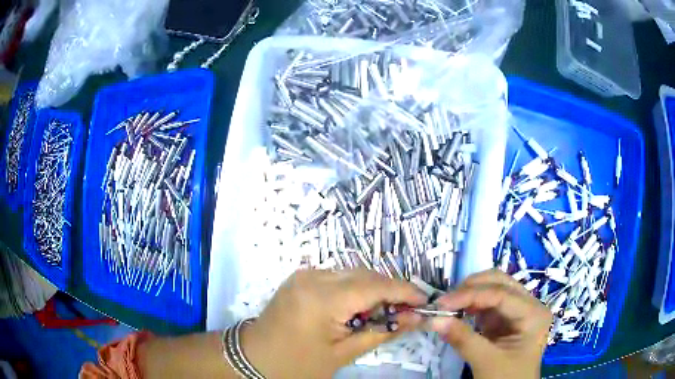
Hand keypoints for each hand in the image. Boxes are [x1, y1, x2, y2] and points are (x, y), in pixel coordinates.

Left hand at [241, 269, 426, 378]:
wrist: (255, 358)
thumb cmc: (297, 364)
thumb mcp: (343, 354)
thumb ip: (381, 332)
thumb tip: (416, 318)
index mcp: (322, 297)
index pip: (376, 286)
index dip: (405, 291)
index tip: (426, 301)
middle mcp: (314, 276)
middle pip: (366, 275)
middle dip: (391, 291)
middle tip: (408, 311)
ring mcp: (305, 274)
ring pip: (353, 273)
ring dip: (374, 290)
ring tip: (385, 312)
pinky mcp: (301, 277)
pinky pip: (338, 277)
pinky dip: (355, 289)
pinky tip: (360, 308)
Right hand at [430, 269, 552, 378]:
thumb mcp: (486, 361)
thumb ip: (462, 338)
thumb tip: (434, 319)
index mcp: (533, 313)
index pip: (501, 294)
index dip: (470, 295)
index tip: (441, 303)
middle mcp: (529, 305)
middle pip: (500, 283)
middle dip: (471, 288)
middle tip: (444, 302)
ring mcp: (518, 311)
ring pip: (493, 290)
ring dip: (469, 295)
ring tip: (448, 307)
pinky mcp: (506, 320)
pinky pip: (487, 305)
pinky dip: (471, 306)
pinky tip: (457, 312)